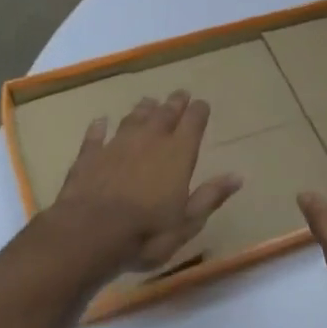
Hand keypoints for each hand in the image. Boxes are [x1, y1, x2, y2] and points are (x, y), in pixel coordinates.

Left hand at [50, 91, 241, 275]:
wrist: (89, 233)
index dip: (199, 111)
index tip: (202, 104)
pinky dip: (99, 127)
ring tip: (149, 102)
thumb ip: (210, 196)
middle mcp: (149, 140)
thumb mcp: (188, 221)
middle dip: (174, 103)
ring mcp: (116, 145)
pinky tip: (100, 121)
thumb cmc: (147, 232)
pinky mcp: (89, 156)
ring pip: (133, 118)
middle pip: (164, 114)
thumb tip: (237, 177)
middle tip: (180, 94)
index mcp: (178, 153)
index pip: (193, 122)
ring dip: (142, 109)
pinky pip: (96, 135)